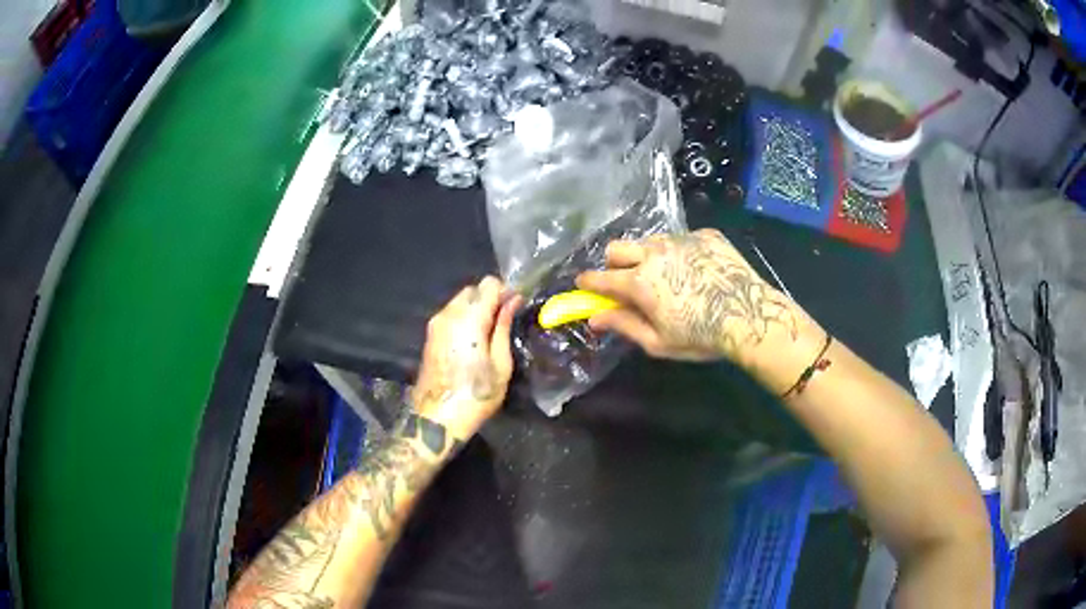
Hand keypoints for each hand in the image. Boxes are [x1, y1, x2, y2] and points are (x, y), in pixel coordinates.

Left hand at [411, 277, 522, 439]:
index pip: (489, 284)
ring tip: (490, 333)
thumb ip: (504, 327)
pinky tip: (474, 340)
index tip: (515, 308)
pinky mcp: (430, 335)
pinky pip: (451, 314)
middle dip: (490, 299)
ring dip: (476, 308)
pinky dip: (464, 318)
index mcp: (469, 319)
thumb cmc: (476, 395)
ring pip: (460, 301)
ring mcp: (436, 324)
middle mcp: (449, 314)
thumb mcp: (500, 364)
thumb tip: (513, 300)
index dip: (505, 291)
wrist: (437, 419)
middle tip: (504, 321)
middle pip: (473, 290)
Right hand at [576, 229, 798, 364]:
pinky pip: (681, 238)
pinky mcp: (705, 234)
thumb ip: (623, 325)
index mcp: (639, 281)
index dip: (587, 281)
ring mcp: (681, 239)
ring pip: (649, 240)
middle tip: (628, 281)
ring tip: (669, 276)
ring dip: (647, 256)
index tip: (583, 284)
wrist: (750, 316)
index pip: (600, 276)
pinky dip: (680, 253)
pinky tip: (697, 271)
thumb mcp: (658, 341)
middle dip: (614, 263)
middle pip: (617, 247)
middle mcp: (654, 252)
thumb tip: (594, 319)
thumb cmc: (701, 336)